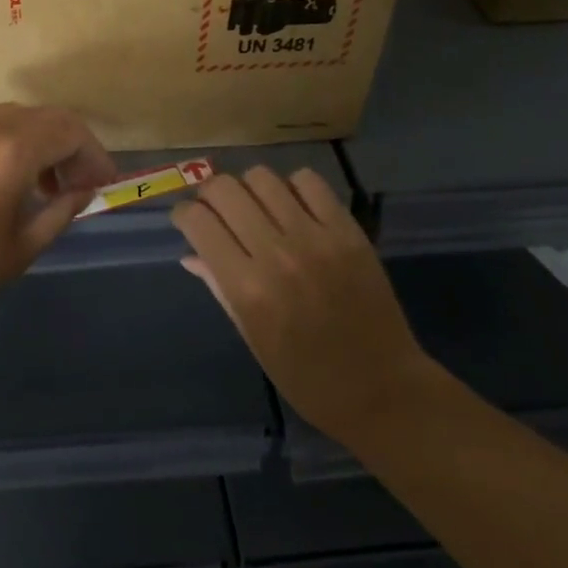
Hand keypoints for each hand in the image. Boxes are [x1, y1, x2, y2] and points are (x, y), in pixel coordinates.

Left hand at [0, 102, 118, 337]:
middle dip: (68, 146)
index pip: (70, 132)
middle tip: (75, 183)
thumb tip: (85, 190)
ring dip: (34, 139)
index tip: (102, 183)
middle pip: (44, 117)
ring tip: (36, 182)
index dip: (94, 155)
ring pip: (11, 115)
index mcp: (11, 151)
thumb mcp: (21, 248)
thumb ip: (61, 211)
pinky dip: (0, 136)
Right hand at [172, 167, 435, 447]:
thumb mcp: (253, 338)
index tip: (188, 221)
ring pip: (262, 177)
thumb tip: (190, 254)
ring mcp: (315, 238)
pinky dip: (292, 187)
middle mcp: (276, 254)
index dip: (185, 214)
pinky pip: (309, 182)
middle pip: (224, 189)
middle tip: (218, 212)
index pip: (198, 221)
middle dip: (210, 195)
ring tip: (257, 208)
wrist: (383, 390)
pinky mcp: (347, 231)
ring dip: (249, 188)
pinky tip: (293, 208)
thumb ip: (220, 288)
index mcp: (247, 288)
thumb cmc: (307, 377)